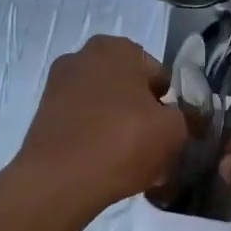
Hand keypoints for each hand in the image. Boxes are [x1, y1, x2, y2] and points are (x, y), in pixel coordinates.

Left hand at [14, 35, 186, 214]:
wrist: (59, 181)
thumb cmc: (123, 143)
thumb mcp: (174, 131)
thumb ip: (187, 118)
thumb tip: (185, 119)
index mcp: (117, 48)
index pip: (158, 76)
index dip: (169, 106)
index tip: (169, 133)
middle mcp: (84, 56)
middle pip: (129, 89)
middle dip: (142, 114)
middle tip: (152, 148)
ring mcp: (59, 84)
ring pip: (105, 106)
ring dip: (119, 126)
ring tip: (129, 162)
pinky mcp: (44, 112)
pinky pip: (83, 122)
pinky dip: (95, 137)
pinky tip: (104, 164)